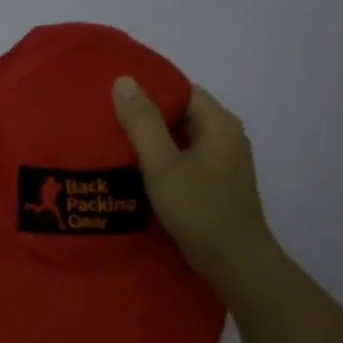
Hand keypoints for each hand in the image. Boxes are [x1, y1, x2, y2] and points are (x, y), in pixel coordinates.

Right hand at [112, 76, 272, 284]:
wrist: (234, 261)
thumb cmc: (198, 208)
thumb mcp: (162, 164)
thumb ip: (142, 122)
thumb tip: (124, 80)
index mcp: (219, 123)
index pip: (182, 90)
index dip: (149, 91)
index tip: (115, 98)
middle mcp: (226, 136)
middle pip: (181, 114)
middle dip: (147, 116)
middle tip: (107, 121)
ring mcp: (224, 162)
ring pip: (182, 139)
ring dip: (153, 141)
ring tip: (114, 144)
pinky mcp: (217, 184)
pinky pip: (186, 160)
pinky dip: (163, 161)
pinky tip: (137, 172)